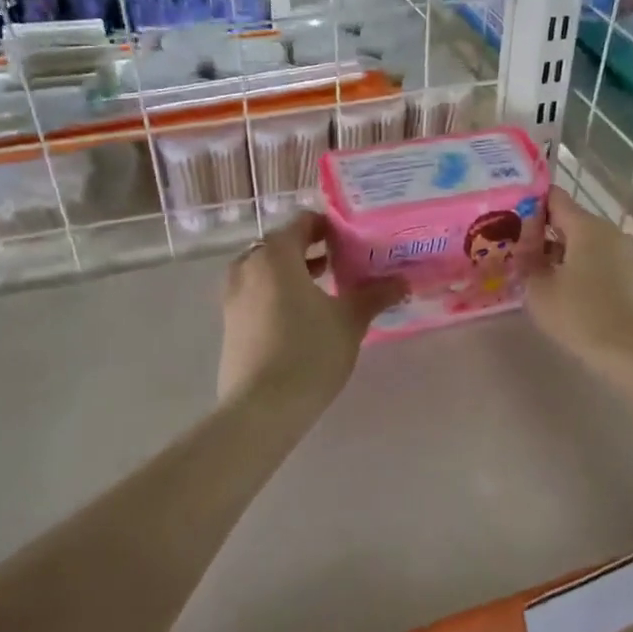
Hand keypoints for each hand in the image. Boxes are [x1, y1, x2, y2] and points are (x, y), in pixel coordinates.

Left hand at [218, 212, 405, 413]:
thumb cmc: (309, 352)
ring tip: (324, 287)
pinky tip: (302, 317)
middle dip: (310, 249)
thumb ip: (376, 294)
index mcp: (276, 255)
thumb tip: (403, 281)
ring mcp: (233, 297)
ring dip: (292, 272)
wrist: (261, 409)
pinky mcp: (229, 324)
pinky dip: (277, 293)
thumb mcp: (350, 320)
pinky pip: (256, 293)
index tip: (353, 239)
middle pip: (280, 245)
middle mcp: (248, 267)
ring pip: (265, 271)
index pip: (302, 223)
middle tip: (342, 261)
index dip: (329, 226)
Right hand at [526, 187, 632, 370]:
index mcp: (587, 226)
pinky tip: (574, 295)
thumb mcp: (540, 292)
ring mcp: (631, 254)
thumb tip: (525, 253)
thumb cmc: (583, 316)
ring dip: (568, 256)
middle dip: (547, 236)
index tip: (512, 223)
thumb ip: (527, 265)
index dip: (531, 206)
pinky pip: (606, 263)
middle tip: (522, 256)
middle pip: (573, 222)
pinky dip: (588, 271)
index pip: (554, 199)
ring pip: (590, 244)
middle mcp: (612, 231)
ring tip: (546, 280)